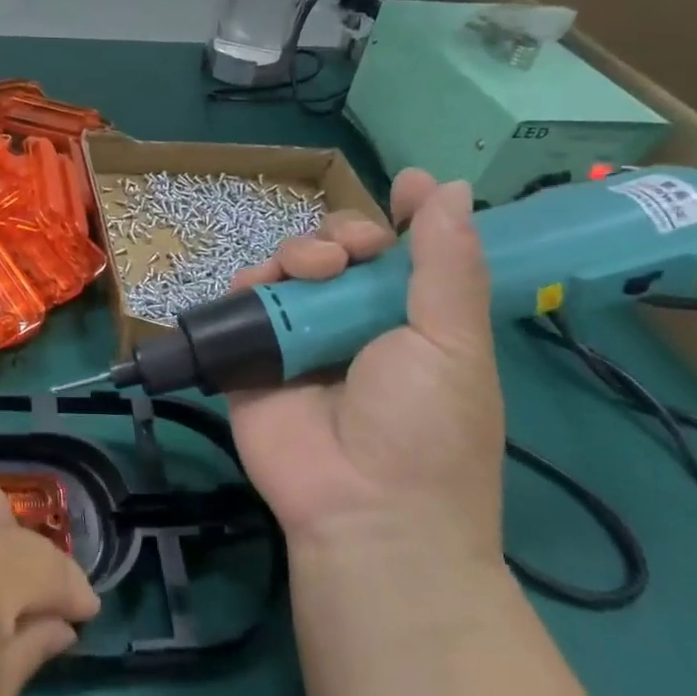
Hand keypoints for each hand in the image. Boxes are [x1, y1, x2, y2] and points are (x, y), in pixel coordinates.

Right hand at [227, 170, 504, 564]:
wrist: (363, 508)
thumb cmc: (426, 426)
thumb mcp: (453, 341)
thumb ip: (446, 263)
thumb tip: (454, 187)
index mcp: (412, 320)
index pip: (405, 253)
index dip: (404, 217)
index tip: (404, 187)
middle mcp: (354, 323)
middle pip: (341, 251)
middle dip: (344, 234)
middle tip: (350, 253)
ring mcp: (300, 339)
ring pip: (290, 269)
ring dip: (299, 253)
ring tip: (309, 272)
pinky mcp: (253, 356)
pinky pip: (242, 303)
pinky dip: (247, 283)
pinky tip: (260, 284)